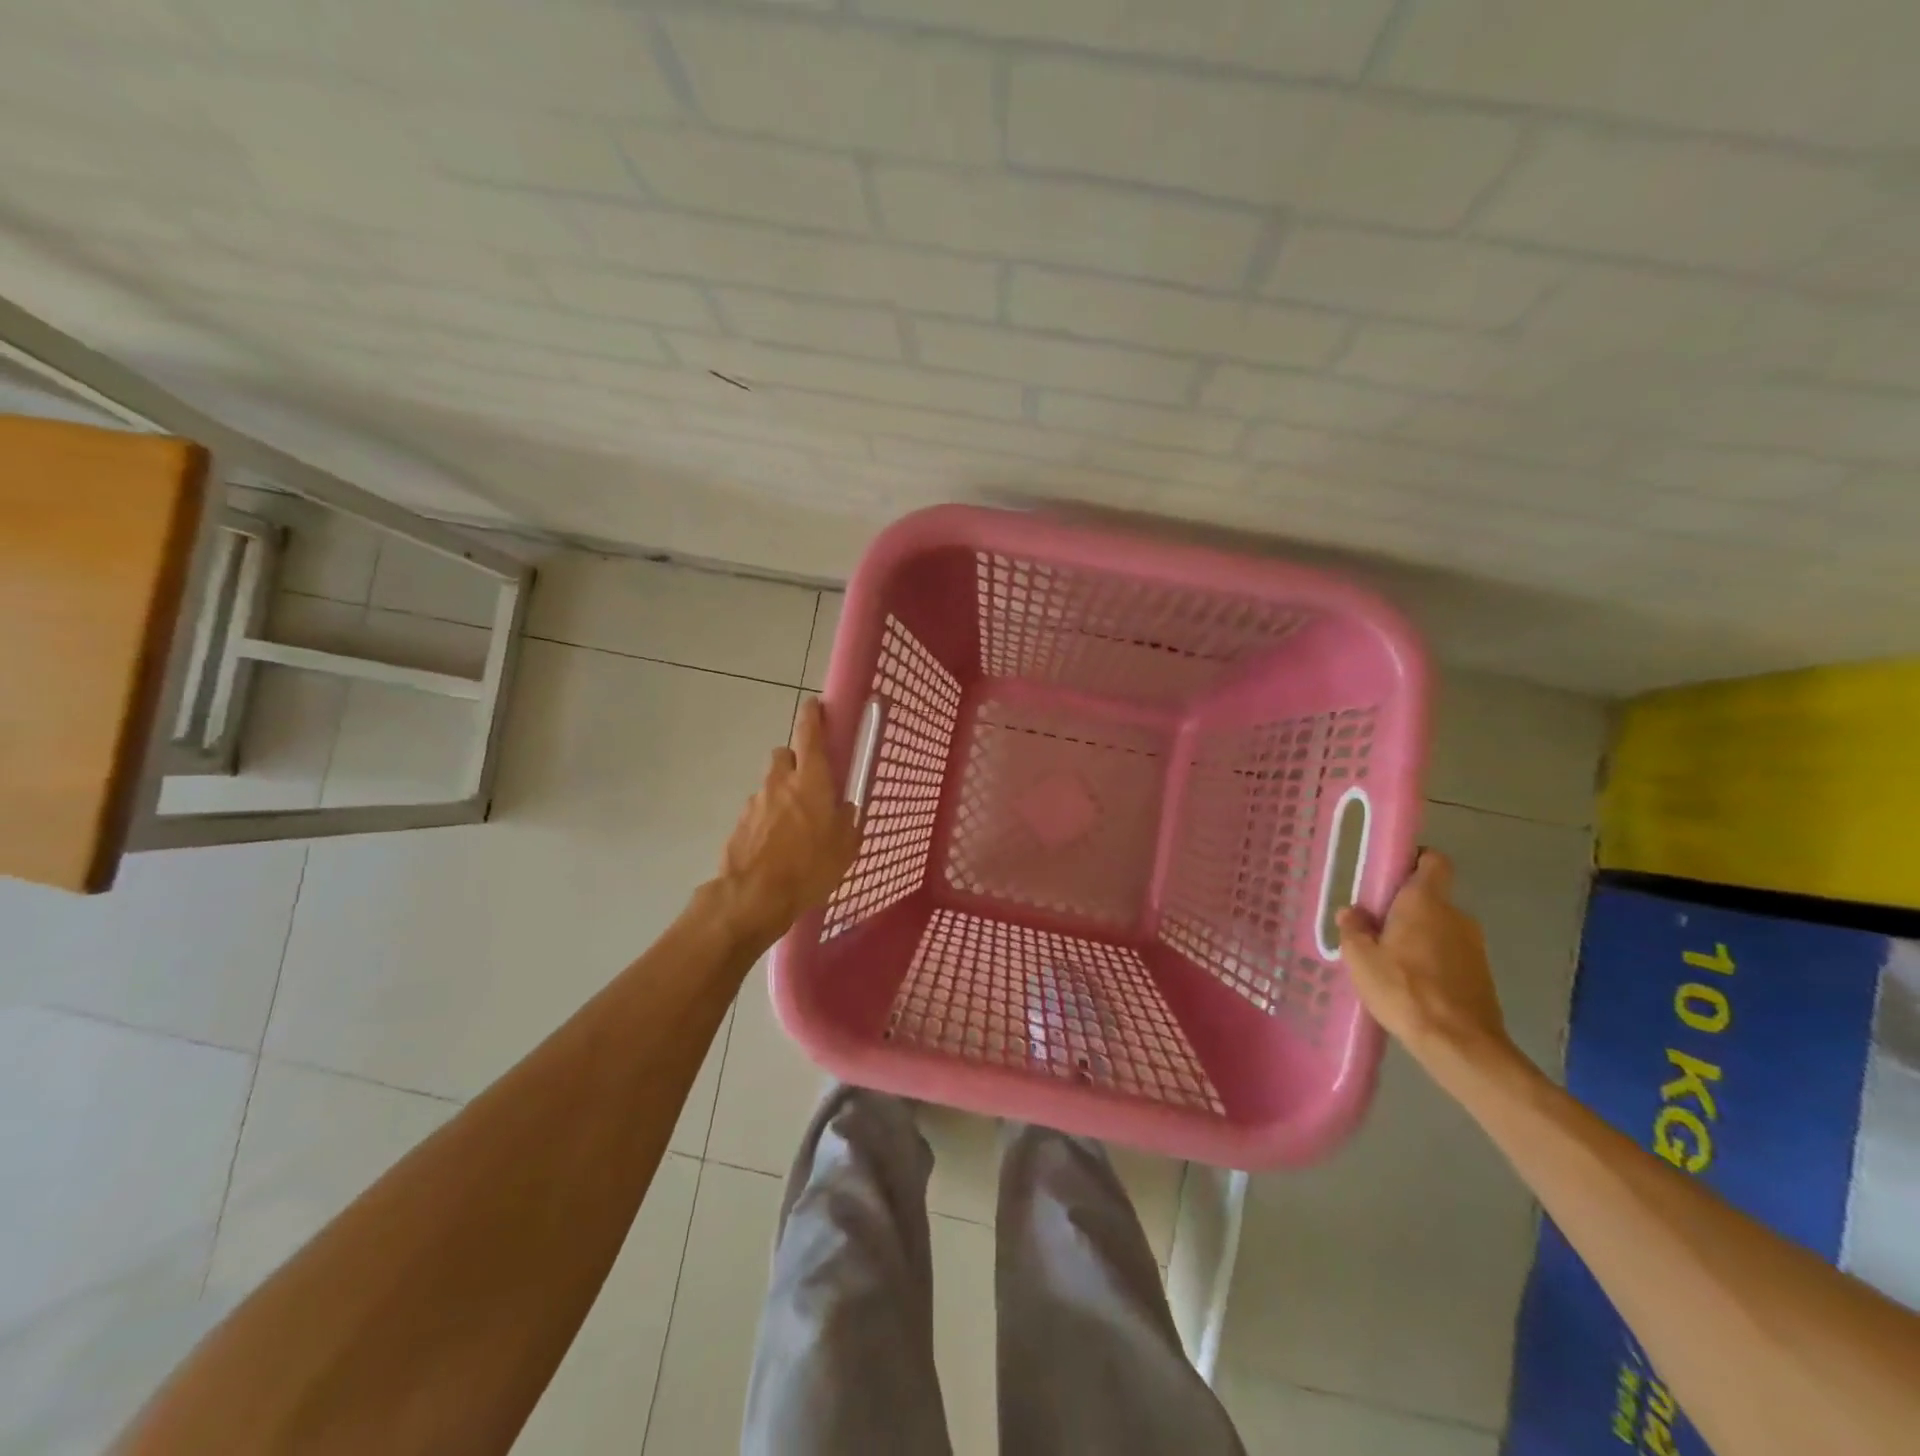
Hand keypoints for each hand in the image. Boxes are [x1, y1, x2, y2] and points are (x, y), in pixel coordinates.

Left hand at [715, 698, 860, 942]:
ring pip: (771, 785)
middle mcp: (780, 782)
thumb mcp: (845, 846)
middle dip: (796, 762)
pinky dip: (768, 820)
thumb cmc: (809, 867)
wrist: (754, 896)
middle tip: (810, 784)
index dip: (812, 716)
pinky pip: (759, 811)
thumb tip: (846, 808)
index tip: (814, 705)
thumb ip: (848, 821)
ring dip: (782, 795)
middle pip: (785, 756)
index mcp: (811, 780)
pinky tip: (777, 847)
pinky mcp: (739, 823)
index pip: (809, 734)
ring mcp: (755, 801)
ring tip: (795, 827)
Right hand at [1336, 850, 1515, 1072]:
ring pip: (1439, 928)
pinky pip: (1450, 953)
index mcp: (1425, 902)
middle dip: (1404, 908)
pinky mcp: (1481, 974)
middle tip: (1375, 928)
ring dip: (1418, 937)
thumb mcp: (1360, 959)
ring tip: (1390, 962)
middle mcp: (1455, 915)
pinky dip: (1432, 961)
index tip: (1390, 874)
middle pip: (1429, 898)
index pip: (1432, 861)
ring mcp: (1474, 946)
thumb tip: (1352, 912)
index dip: (1414, 860)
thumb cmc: (1404, 990)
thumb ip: (1353, 929)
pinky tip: (1411, 985)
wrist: (1460, 1044)